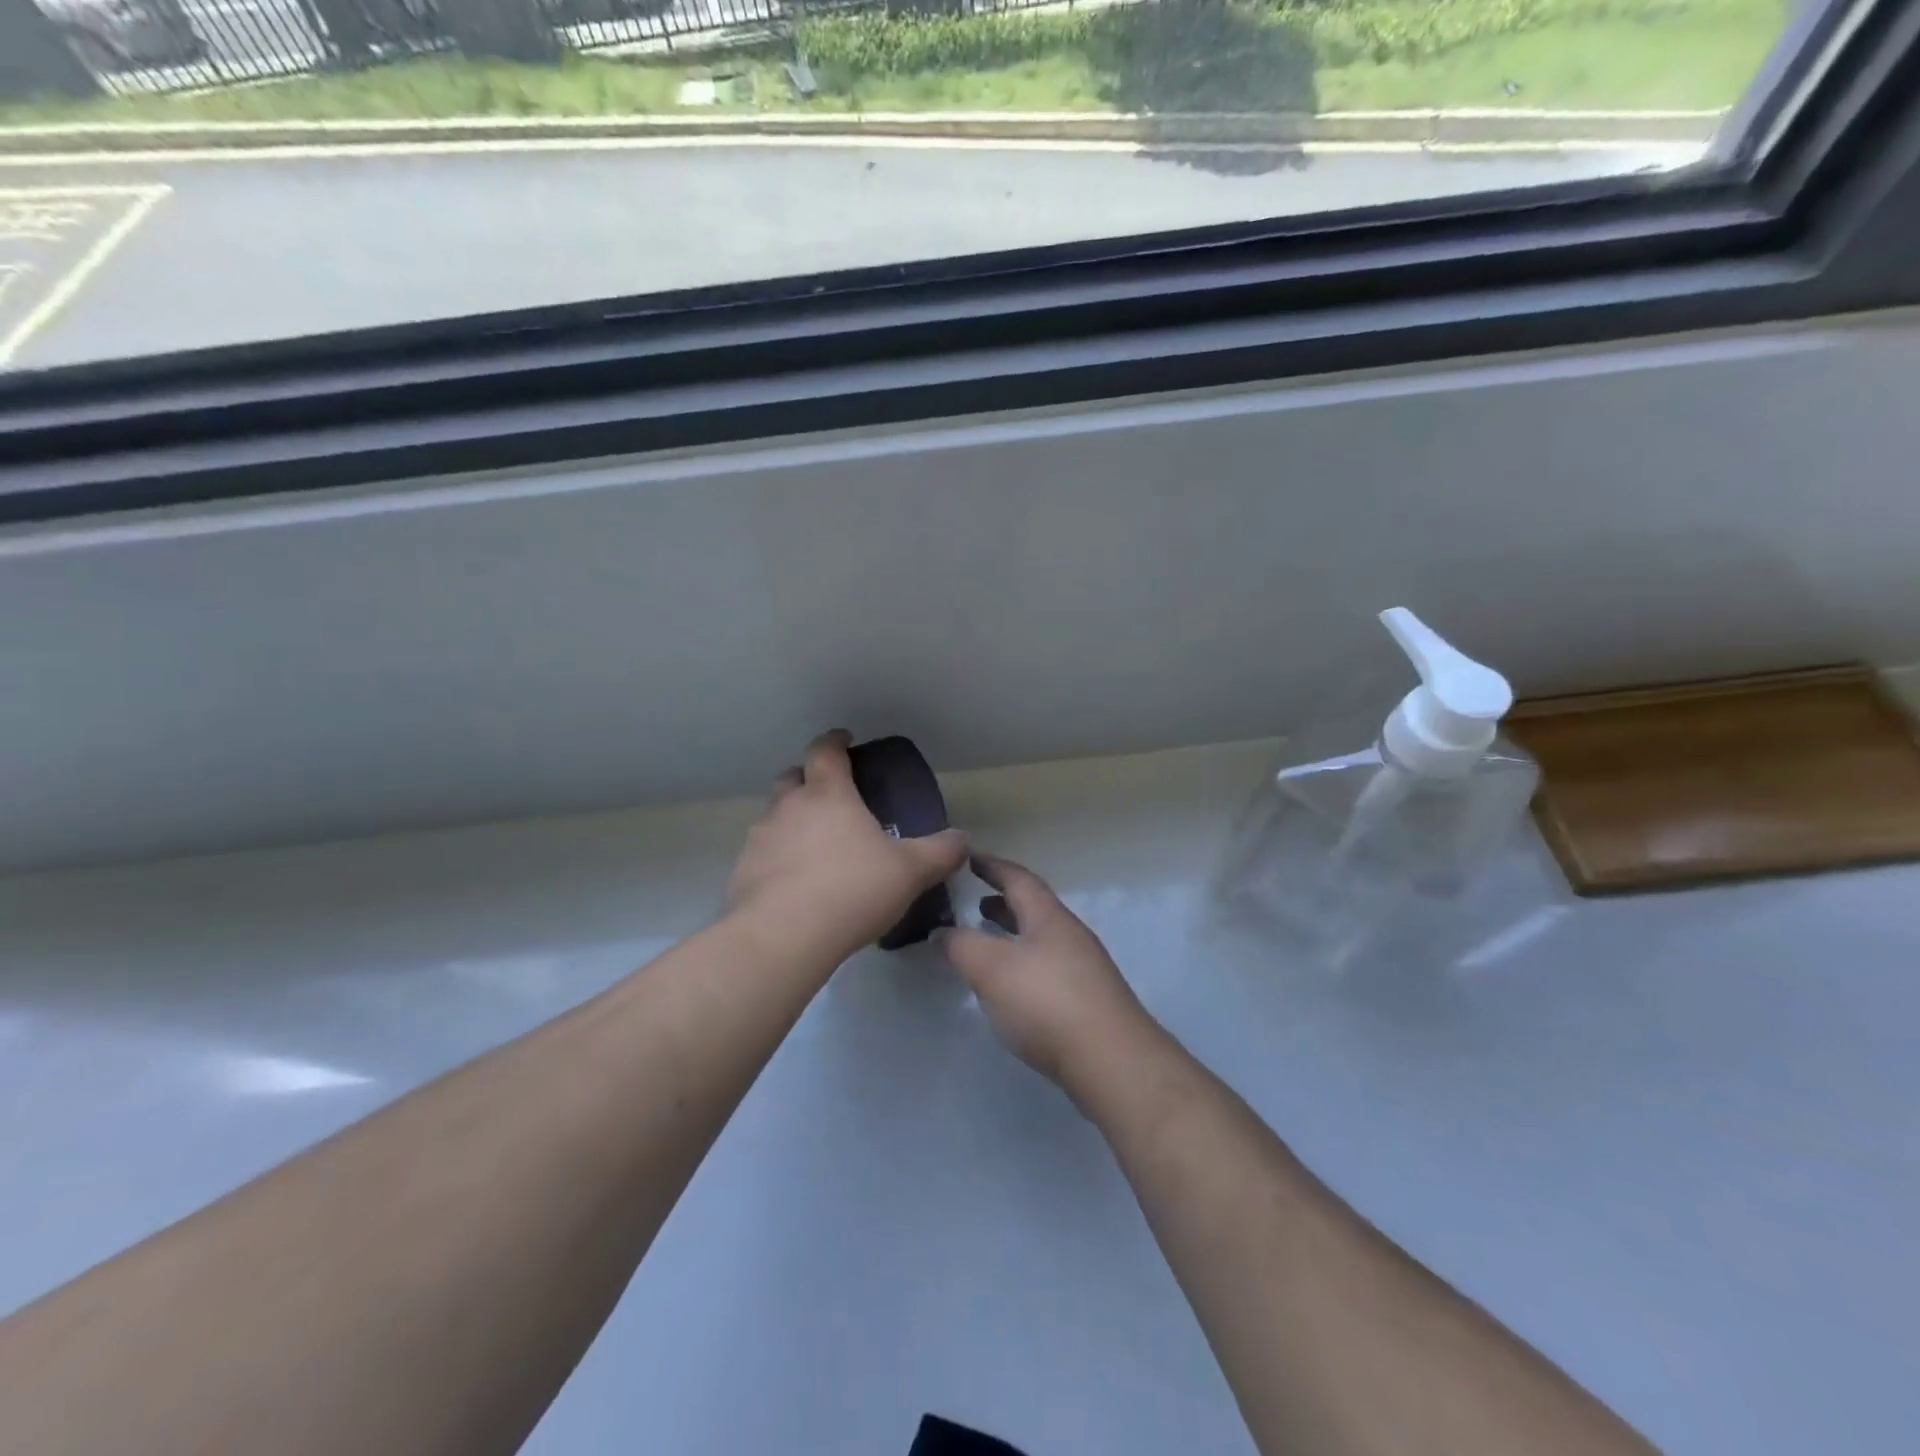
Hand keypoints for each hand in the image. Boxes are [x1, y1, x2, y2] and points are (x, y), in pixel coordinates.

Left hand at [727, 730, 967, 962]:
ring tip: (814, 845)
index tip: (845, 740)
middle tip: (830, 795)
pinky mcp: (743, 871)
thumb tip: (962, 839)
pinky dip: (778, 857)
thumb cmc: (852, 889)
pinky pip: (762, 853)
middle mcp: (788, 807)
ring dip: (791, 820)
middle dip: (808, 778)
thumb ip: (940, 852)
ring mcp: (760, 838)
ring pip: (774, 815)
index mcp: (828, 794)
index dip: (835, 741)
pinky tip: (795, 883)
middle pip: (792, 777)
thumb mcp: (910, 872)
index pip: (825, 750)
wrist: (783, 936)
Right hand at [940, 853, 1153, 1092]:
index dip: (991, 865)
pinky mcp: (1087, 1001)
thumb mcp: (991, 968)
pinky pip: (1047, 967)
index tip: (968, 857)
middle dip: (1002, 903)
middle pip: (1033, 908)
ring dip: (1012, 935)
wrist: (1111, 1061)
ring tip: (986, 944)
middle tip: (973, 904)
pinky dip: (1023, 964)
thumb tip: (942, 931)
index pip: (1018, 877)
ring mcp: (1083, 968)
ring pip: (1040, 939)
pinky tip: (1011, 988)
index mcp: (1048, 916)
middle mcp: (1070, 934)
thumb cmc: (1047, 1002)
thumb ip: (961, 945)